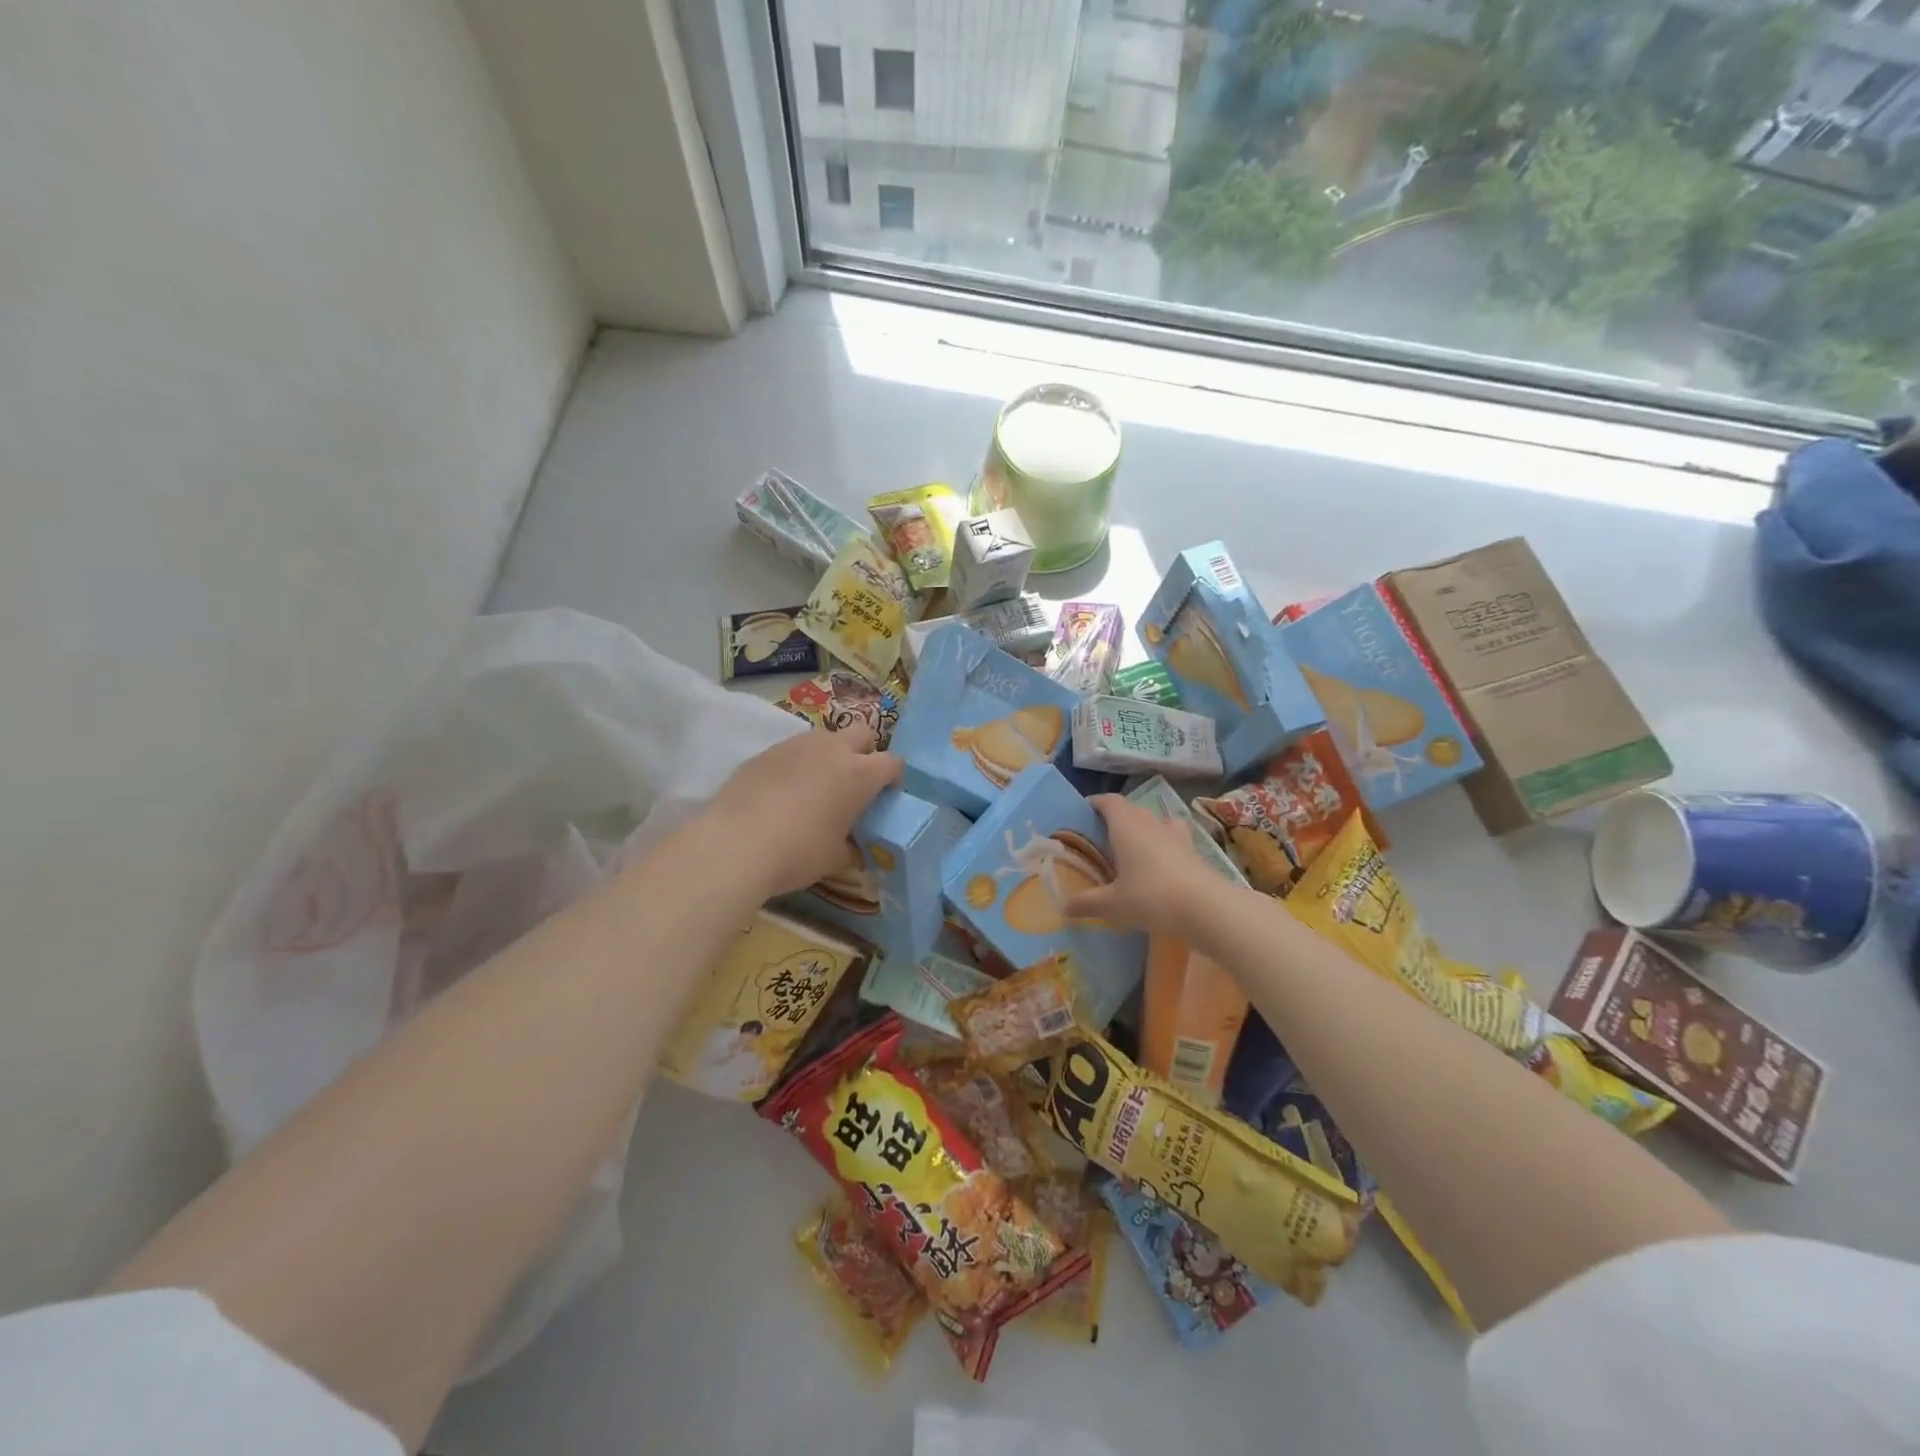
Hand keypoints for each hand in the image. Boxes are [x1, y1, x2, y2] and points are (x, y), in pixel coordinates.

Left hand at [703, 724, 903, 897]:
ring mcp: (796, 745)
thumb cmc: (798, 852)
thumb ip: (850, 846)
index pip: (892, 762)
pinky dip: (797, 765)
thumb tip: (852, 848)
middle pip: (863, 733)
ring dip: (829, 756)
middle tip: (855, 783)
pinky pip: (792, 751)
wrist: (735, 844)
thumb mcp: (835, 858)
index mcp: (859, 773)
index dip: (893, 778)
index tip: (885, 797)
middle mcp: (832, 749)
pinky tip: (783, 793)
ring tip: (816, 787)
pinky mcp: (766, 752)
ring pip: (824, 738)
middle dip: (865, 752)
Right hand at [1062, 794, 1228, 939]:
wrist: (1206, 908)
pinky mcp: (1194, 852)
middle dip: (1117, 817)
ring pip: (1156, 822)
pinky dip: (1164, 846)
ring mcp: (1176, 836)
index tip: (1084, 810)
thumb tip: (1064, 907)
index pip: (1109, 801)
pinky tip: (1161, 864)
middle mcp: (1151, 823)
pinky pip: (1174, 839)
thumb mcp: (1113, 905)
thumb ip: (1087, 903)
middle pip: (1132, 809)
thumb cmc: (1151, 897)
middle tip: (1103, 836)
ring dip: (1144, 828)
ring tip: (1134, 847)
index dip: (1096, 802)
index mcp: (1126, 826)